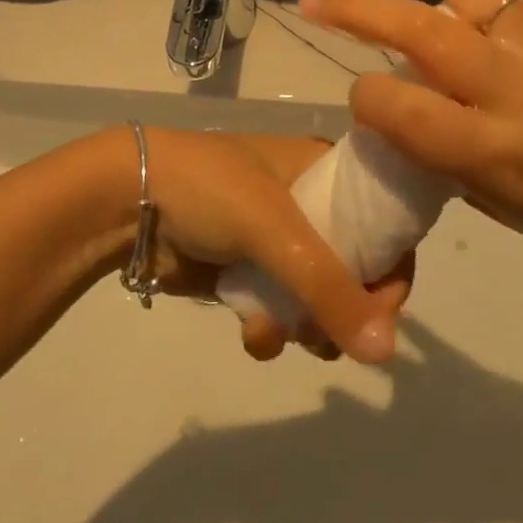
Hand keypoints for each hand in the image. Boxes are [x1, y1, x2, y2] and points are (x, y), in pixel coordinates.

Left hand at [120, 128, 409, 363]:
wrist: (129, 202)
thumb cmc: (212, 191)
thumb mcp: (277, 229)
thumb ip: (331, 289)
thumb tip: (387, 353)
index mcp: (324, 169)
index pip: (384, 218)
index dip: (393, 265)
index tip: (383, 311)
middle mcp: (309, 201)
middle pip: (357, 266)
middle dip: (347, 310)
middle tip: (334, 336)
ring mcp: (276, 240)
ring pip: (318, 297)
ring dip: (307, 327)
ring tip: (286, 333)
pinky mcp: (246, 272)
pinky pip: (280, 311)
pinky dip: (272, 330)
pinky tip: (253, 333)